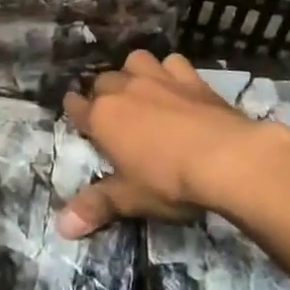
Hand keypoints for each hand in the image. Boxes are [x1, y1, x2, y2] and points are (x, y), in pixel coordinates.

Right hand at [58, 50, 273, 235]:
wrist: (228, 159)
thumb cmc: (169, 181)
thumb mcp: (130, 199)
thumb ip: (95, 207)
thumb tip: (62, 228)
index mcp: (102, 117)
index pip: (75, 106)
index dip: (74, 111)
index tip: (76, 116)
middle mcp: (125, 90)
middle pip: (103, 81)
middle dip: (103, 93)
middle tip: (112, 115)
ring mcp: (159, 79)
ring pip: (135, 61)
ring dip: (133, 72)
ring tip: (141, 91)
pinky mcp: (191, 78)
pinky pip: (173, 62)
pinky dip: (170, 70)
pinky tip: (177, 85)